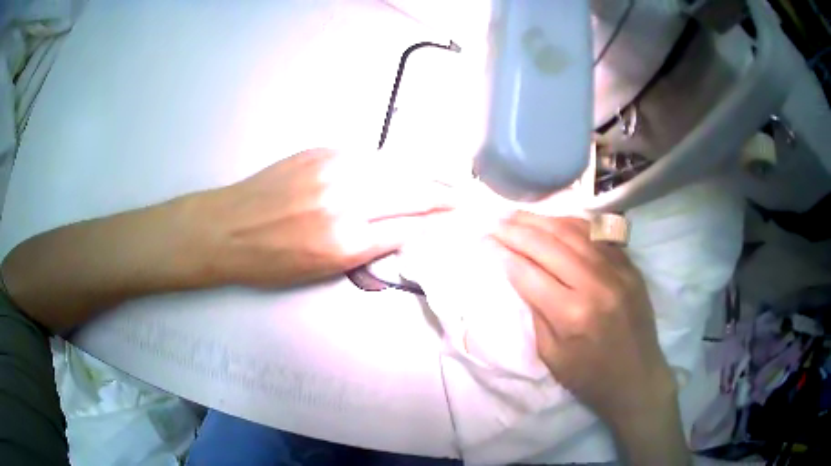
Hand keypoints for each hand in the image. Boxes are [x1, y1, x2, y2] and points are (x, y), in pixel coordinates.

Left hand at [201, 148, 453, 287]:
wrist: (227, 227)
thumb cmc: (270, 261)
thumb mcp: (322, 270)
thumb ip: (368, 248)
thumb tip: (404, 232)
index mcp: (344, 242)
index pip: (410, 226)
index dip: (439, 222)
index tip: (461, 218)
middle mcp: (344, 200)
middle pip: (411, 191)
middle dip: (443, 193)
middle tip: (465, 195)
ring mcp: (333, 168)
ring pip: (395, 166)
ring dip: (425, 173)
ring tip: (446, 177)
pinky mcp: (322, 151)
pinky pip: (370, 156)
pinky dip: (393, 163)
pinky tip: (404, 167)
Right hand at [493, 213, 688, 463]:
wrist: (638, 378)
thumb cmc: (589, 377)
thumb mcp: (552, 355)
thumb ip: (536, 312)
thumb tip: (520, 275)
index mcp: (572, 314)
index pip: (529, 273)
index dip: (504, 255)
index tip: (487, 242)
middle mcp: (596, 284)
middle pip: (549, 245)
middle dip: (518, 231)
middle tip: (497, 221)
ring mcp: (617, 270)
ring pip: (573, 232)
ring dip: (542, 220)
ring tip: (519, 215)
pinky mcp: (630, 266)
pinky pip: (598, 235)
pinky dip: (572, 224)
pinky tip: (555, 221)